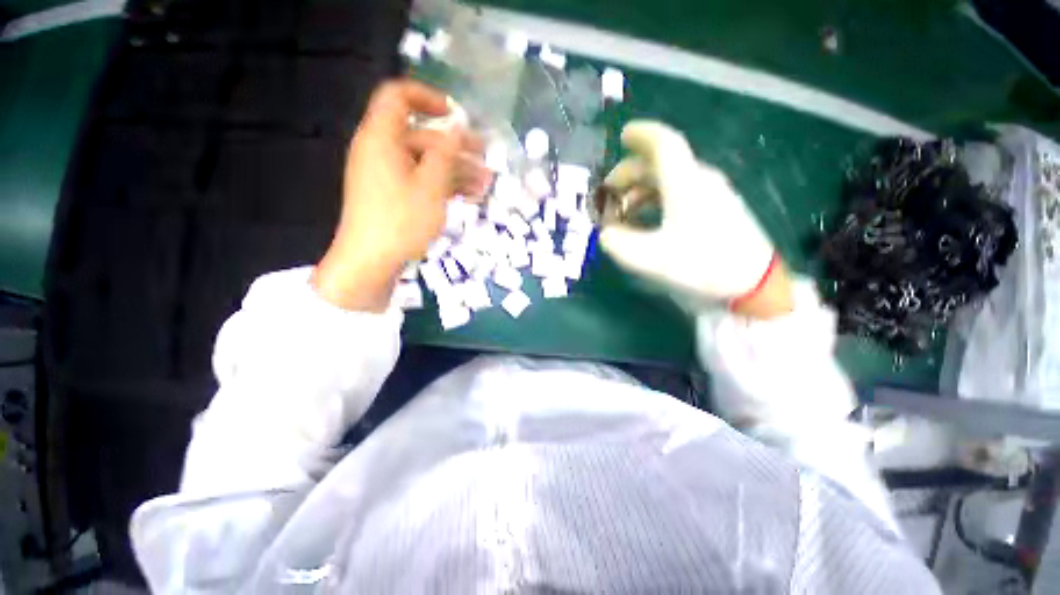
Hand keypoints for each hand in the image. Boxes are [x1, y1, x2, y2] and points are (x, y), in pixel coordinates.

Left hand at [313, 80, 490, 311]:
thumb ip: (446, 153)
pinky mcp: (394, 196)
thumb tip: (458, 127)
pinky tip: (470, 197)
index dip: (429, 98)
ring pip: (426, 163)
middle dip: (457, 146)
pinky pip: (421, 181)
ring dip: (457, 171)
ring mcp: (388, 176)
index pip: (399, 96)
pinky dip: (444, 186)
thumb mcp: (430, 186)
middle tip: (487, 158)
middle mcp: (382, 151)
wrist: (371, 262)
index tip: (457, 115)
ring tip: (486, 184)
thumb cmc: (401, 221)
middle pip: (422, 136)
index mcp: (382, 138)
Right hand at [600, 121, 792, 317]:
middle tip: (609, 193)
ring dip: (641, 191)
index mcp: (685, 183)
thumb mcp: (651, 258)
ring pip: (669, 180)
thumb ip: (619, 244)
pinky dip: (656, 201)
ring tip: (622, 212)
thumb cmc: (701, 264)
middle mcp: (699, 181)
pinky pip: (678, 194)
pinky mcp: (716, 210)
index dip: (641, 135)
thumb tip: (606, 234)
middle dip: (630, 174)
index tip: (623, 136)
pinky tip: (646, 221)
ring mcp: (710, 195)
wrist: (753, 284)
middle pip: (661, 164)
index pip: (663, 144)